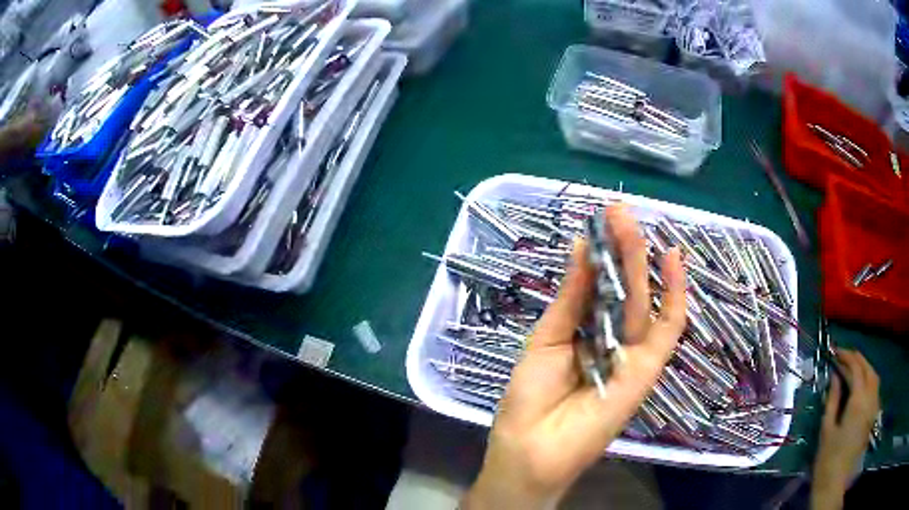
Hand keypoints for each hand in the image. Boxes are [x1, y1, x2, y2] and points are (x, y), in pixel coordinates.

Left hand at [463, 206, 686, 508]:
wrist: (532, 448)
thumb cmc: (530, 397)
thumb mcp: (546, 339)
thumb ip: (570, 297)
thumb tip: (581, 247)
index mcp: (586, 332)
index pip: (601, 285)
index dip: (603, 253)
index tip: (601, 219)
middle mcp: (613, 338)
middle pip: (624, 288)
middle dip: (623, 249)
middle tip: (619, 211)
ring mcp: (633, 353)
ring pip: (644, 300)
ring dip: (641, 261)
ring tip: (631, 222)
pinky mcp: (648, 369)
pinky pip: (669, 330)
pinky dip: (676, 295)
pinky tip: (673, 259)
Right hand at [811, 350, 879, 509]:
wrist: (834, 483)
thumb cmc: (827, 458)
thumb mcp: (827, 429)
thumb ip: (833, 400)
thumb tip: (835, 377)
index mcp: (858, 401)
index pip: (856, 369)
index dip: (847, 357)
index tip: (836, 353)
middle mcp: (870, 399)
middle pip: (868, 370)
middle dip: (858, 360)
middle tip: (845, 357)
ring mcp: (873, 407)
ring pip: (874, 378)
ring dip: (865, 368)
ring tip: (854, 368)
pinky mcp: (873, 416)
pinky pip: (875, 389)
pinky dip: (869, 380)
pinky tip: (862, 386)